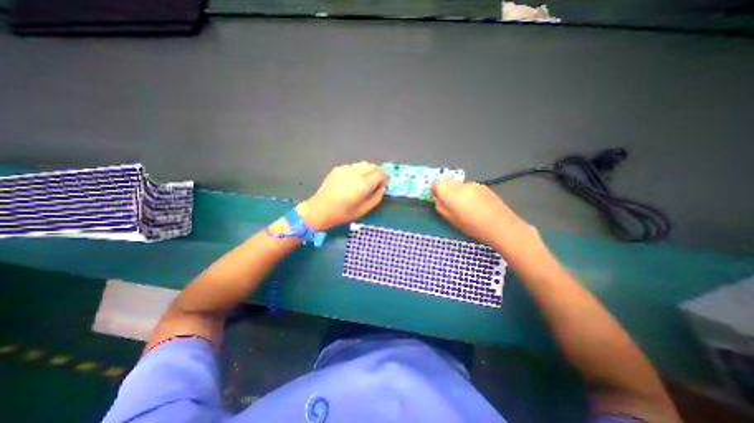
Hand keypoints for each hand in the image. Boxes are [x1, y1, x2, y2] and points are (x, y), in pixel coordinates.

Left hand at [297, 162, 383, 231]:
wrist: (320, 209)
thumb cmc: (343, 213)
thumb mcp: (364, 209)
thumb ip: (377, 197)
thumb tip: (383, 186)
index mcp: (363, 184)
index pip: (380, 173)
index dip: (385, 177)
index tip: (384, 183)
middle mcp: (355, 173)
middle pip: (373, 166)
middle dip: (378, 172)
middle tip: (378, 181)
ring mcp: (346, 169)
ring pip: (364, 164)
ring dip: (369, 170)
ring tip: (366, 180)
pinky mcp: (338, 168)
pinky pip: (354, 166)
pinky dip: (359, 170)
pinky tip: (354, 180)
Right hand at [434, 180, 532, 246]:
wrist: (501, 225)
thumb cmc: (473, 227)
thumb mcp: (452, 220)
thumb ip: (441, 207)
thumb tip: (437, 198)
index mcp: (452, 196)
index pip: (437, 184)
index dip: (434, 189)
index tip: (436, 196)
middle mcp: (461, 186)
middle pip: (447, 181)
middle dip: (444, 188)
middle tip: (447, 200)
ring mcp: (473, 185)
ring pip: (458, 183)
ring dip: (455, 190)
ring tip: (463, 203)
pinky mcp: (482, 186)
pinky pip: (468, 186)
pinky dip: (466, 191)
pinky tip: (474, 203)